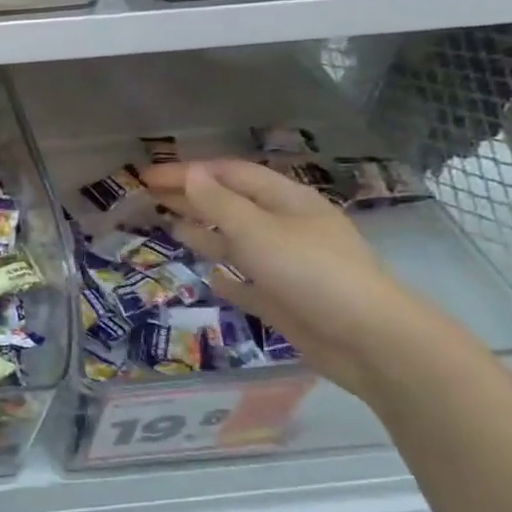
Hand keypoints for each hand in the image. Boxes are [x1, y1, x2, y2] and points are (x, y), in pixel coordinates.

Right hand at [141, 160, 455, 399]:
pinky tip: (210, 277)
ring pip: (237, 241)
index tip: (146, 175)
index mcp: (286, 201)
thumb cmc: (310, 272)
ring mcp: (286, 264)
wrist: (366, 340)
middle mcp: (286, 227)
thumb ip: (219, 204)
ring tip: (169, 227)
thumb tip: (190, 174)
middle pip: (231, 204)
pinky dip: (228, 277)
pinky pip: (248, 283)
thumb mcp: (258, 231)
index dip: (187, 171)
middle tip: (148, 196)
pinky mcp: (283, 300)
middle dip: (191, 197)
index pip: (230, 174)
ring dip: (204, 232)